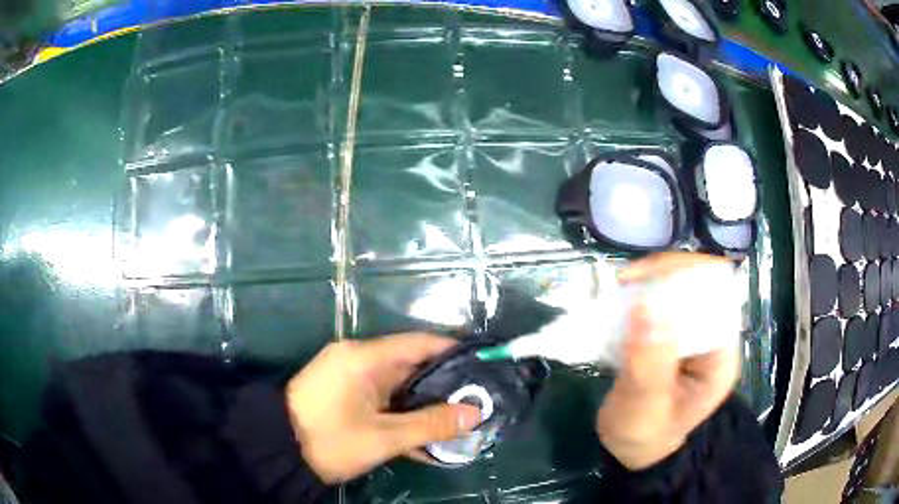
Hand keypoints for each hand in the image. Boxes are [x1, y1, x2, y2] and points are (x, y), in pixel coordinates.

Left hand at [285, 334, 481, 482]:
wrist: (277, 451)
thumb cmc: (329, 439)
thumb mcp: (383, 437)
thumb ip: (431, 425)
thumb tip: (476, 413)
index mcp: (365, 358)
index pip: (420, 343)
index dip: (454, 351)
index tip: (483, 365)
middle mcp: (359, 361)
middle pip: (412, 366)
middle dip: (445, 385)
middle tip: (478, 400)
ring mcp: (351, 379)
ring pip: (400, 387)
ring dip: (426, 405)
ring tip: (461, 420)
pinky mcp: (347, 396)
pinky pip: (384, 400)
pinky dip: (404, 414)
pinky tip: (427, 435)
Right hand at [596, 253, 740, 469]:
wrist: (635, 448)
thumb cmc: (644, 436)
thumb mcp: (645, 408)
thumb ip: (649, 364)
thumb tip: (646, 306)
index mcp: (720, 355)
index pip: (718, 294)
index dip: (687, 278)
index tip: (645, 283)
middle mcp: (712, 336)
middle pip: (699, 281)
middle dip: (663, 275)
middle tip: (625, 283)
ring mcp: (692, 332)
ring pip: (678, 285)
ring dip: (649, 282)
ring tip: (619, 290)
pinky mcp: (673, 332)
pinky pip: (661, 299)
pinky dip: (640, 294)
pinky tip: (620, 302)